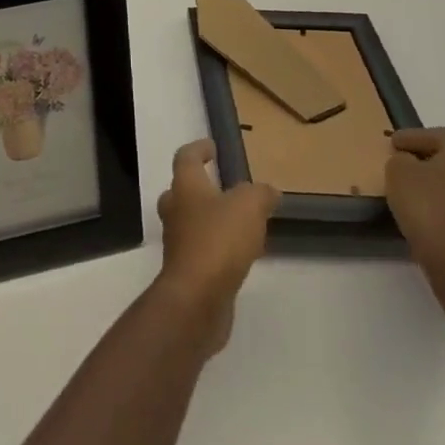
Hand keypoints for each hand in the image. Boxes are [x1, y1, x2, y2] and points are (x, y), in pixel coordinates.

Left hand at [155, 139, 279, 352]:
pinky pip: (200, 248)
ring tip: (238, 221)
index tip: (212, 146)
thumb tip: (268, 191)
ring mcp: (178, 241)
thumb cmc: (218, 240)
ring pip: (190, 220)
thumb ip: (260, 194)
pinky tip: (238, 253)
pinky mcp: (186, 270)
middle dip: (199, 186)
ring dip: (209, 218)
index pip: (186, 157)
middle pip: (182, 189)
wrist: (196, 298)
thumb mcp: (249, 207)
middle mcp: (176, 209)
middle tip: (222, 186)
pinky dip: (216, 245)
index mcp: (185, 186)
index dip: (198, 148)